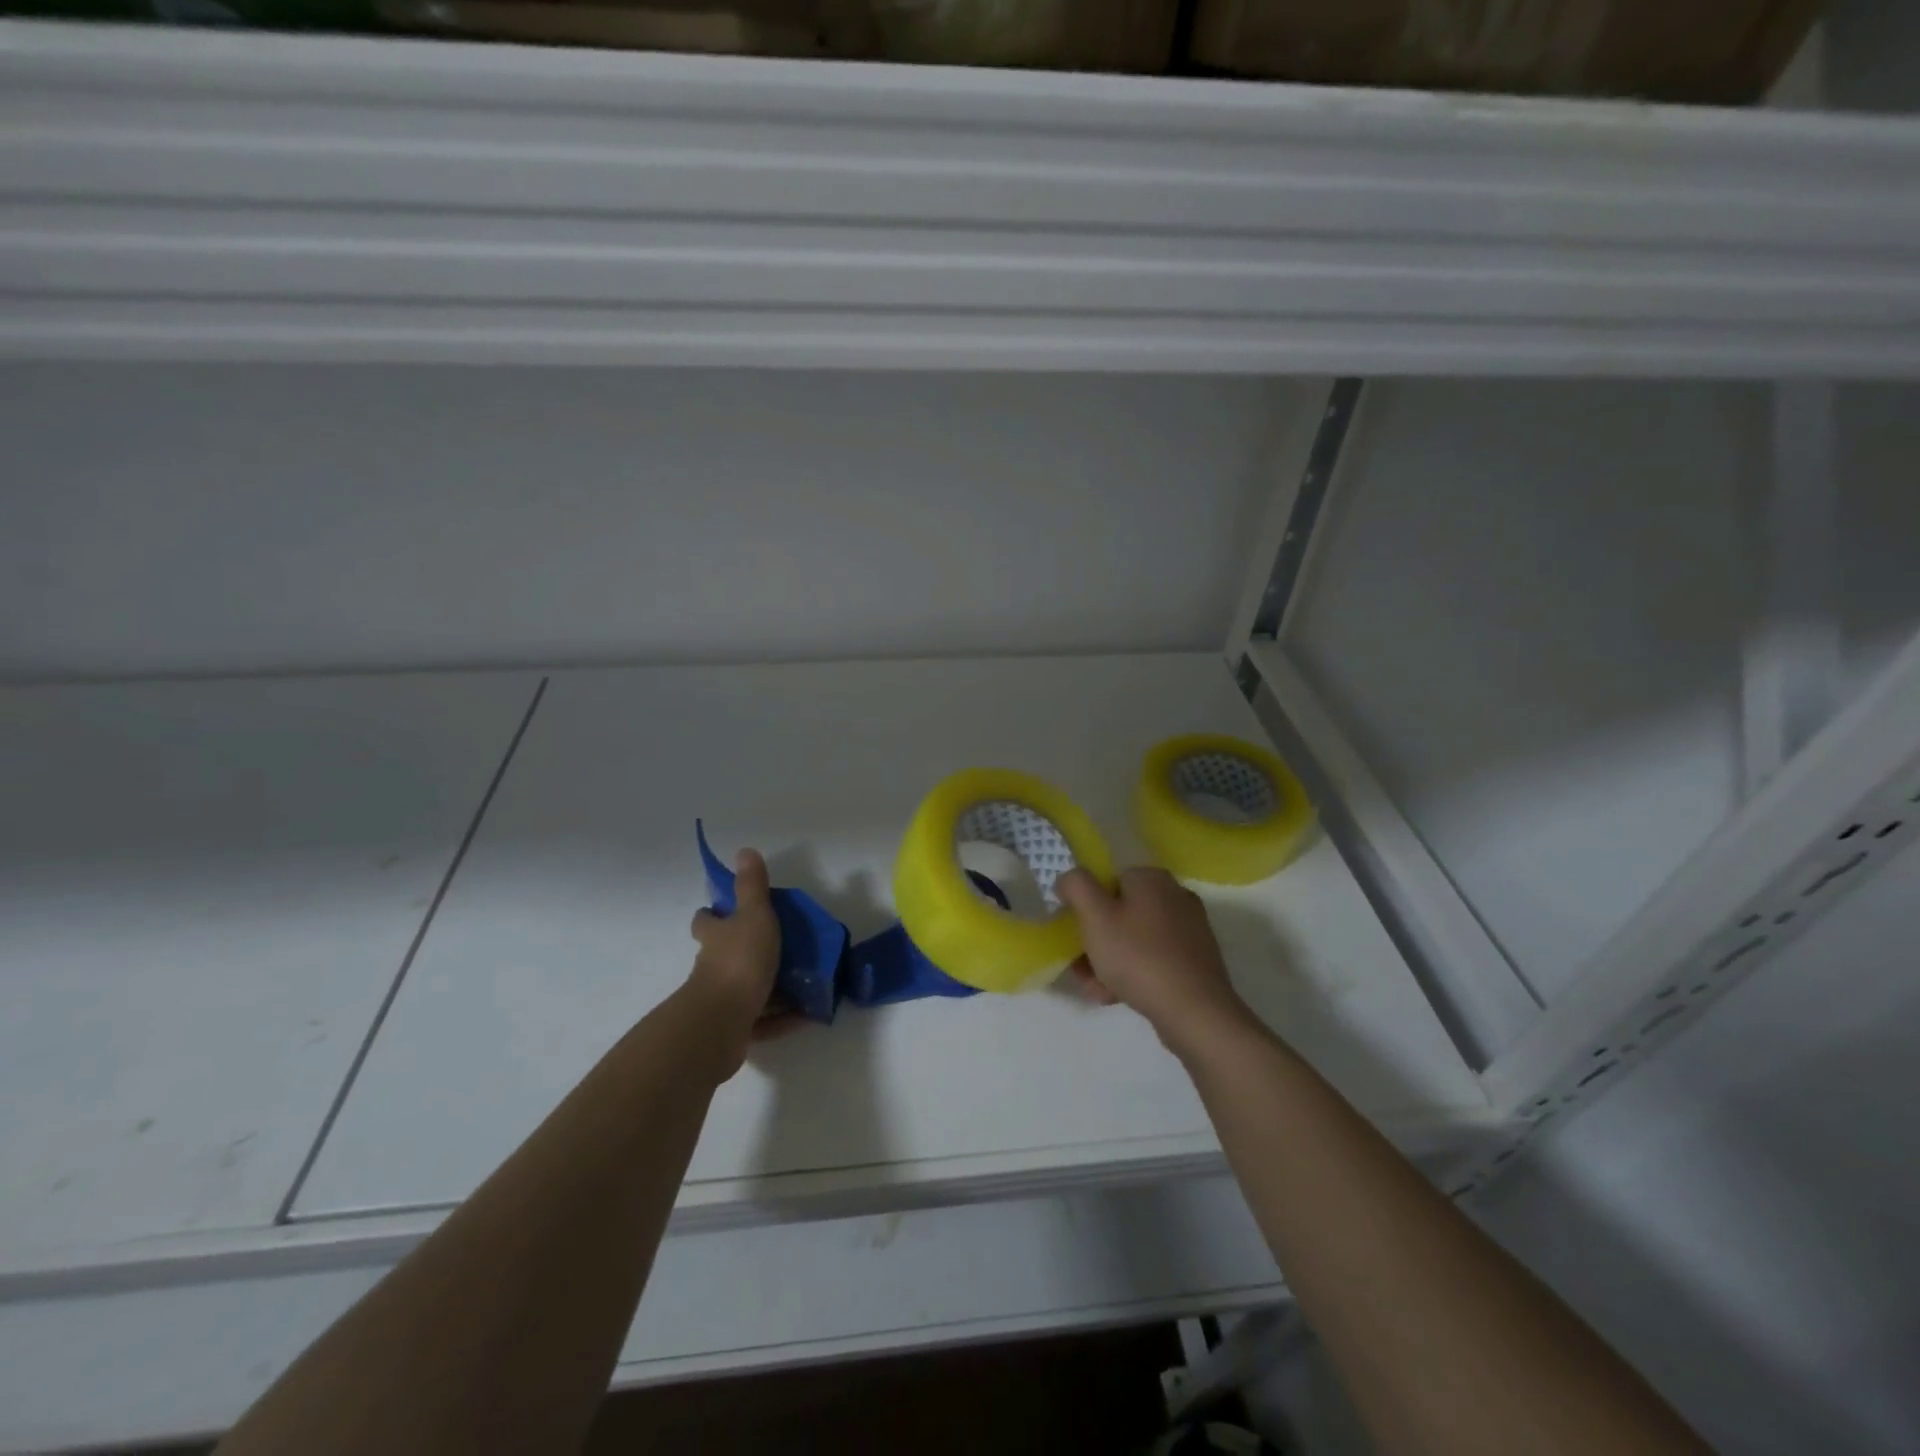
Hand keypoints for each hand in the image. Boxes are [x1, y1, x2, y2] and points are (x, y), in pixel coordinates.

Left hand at [687, 848, 785, 1075]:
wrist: (721, 1022)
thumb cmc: (740, 961)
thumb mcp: (754, 916)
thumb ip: (752, 887)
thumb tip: (744, 850)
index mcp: (716, 937)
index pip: (706, 921)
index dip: (713, 916)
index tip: (727, 913)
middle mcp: (712, 967)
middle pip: (722, 955)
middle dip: (742, 952)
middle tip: (776, 948)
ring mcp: (721, 1000)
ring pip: (744, 989)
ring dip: (768, 987)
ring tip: (802, 983)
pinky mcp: (732, 1029)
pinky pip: (760, 1021)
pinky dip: (781, 1018)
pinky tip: (804, 1015)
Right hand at [1056, 866, 1256, 1058]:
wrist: (1195, 1012)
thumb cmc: (1139, 957)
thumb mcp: (1095, 916)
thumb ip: (1076, 886)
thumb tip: (1069, 879)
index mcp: (1153, 879)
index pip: (1108, 880)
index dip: (1086, 905)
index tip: (1075, 932)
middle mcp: (1175, 897)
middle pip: (1120, 912)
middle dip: (1096, 940)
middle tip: (1081, 966)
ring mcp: (1189, 931)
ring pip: (1134, 939)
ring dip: (1109, 961)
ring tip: (1095, 989)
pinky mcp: (1195, 961)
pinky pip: (1153, 959)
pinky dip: (1132, 974)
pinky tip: (1115, 996)